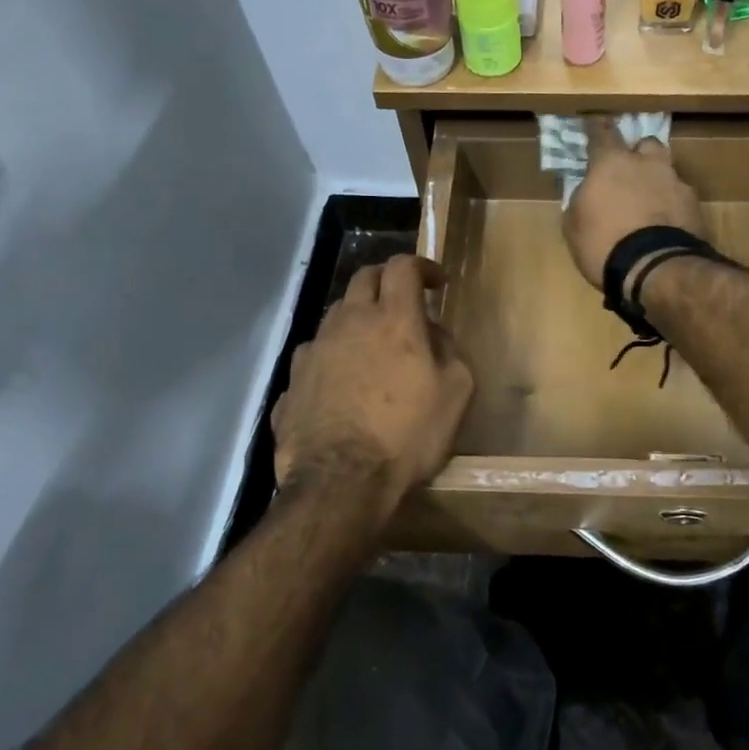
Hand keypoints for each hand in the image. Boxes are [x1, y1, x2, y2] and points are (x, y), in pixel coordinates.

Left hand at [271, 256, 473, 511]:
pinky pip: (315, 354)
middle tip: (403, 300)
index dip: (421, 266)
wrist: (341, 483)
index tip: (435, 282)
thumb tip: (434, 334)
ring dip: (357, 317)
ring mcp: (314, 350)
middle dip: (386, 280)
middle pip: (363, 278)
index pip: (403, 267)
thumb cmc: (408, 435)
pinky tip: (340, 382)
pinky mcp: (292, 381)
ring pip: (335, 314)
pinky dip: (332, 355)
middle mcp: (349, 322)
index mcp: (393, 319)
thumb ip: (450, 351)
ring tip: (370, 343)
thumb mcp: (456, 393)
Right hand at [562, 118, 704, 288]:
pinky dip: (672, 206)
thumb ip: (581, 200)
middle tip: (629, 173)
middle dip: (638, 154)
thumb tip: (587, 193)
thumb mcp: (574, 225)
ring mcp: (675, 182)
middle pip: (646, 144)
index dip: (597, 128)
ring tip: (649, 204)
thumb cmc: (604, 244)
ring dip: (657, 181)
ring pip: (666, 171)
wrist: (655, 269)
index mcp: (612, 163)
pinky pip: (680, 198)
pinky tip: (665, 225)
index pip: (602, 132)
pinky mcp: (695, 206)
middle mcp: (647, 164)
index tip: (594, 124)